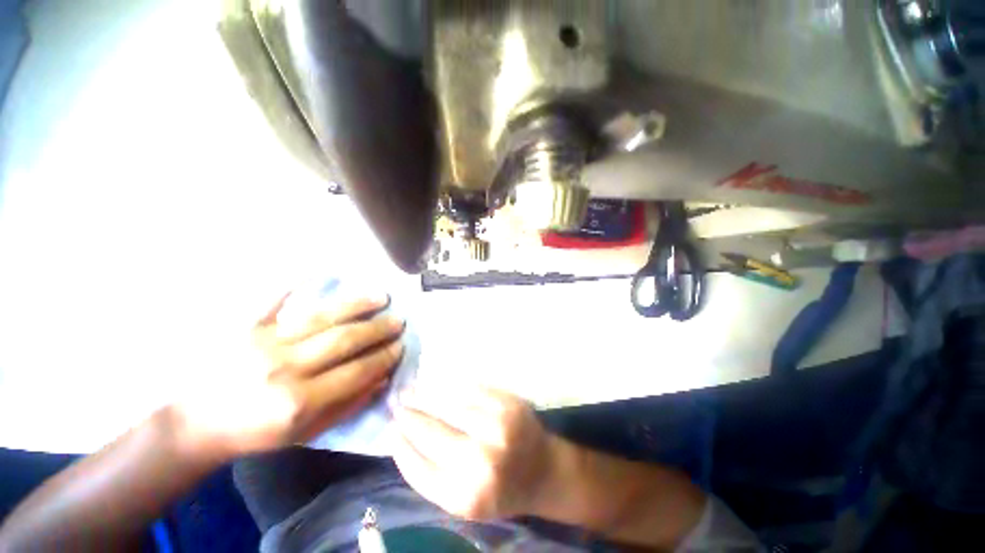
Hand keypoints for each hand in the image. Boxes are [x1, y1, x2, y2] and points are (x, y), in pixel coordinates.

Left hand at [176, 293, 404, 456]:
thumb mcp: (306, 433)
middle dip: (378, 328)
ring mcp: (264, 343)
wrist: (197, 425)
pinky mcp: (245, 327)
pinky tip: (320, 271)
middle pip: (344, 340)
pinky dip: (296, 284)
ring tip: (381, 296)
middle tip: (398, 320)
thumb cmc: (256, 433)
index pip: (357, 372)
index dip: (384, 357)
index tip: (401, 345)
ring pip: (322, 317)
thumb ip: (347, 405)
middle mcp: (285, 369)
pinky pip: (274, 300)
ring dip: (357, 304)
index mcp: (300, 402)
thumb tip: (382, 378)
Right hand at [392, 385, 565, 519]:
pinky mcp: (509, 404)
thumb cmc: (501, 489)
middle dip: (409, 415)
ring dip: (426, 395)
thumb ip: (433, 476)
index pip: (417, 467)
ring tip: (411, 389)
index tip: (390, 428)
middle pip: (430, 431)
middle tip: (396, 401)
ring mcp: (498, 428)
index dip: (400, 444)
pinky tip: (438, 381)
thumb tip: (402, 438)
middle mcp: (480, 462)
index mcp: (465, 497)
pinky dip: (450, 384)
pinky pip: (471, 388)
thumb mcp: (464, 501)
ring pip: (448, 404)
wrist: (544, 471)